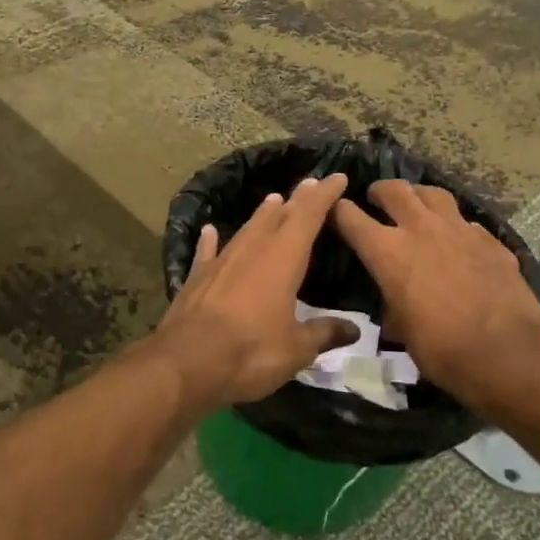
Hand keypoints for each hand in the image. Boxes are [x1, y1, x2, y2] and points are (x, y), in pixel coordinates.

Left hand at [145, 173, 359, 414]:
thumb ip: (323, 333)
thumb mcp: (296, 350)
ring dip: (261, 215)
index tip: (336, 177)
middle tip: (309, 183)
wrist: (186, 362)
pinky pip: (207, 252)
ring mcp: (221, 262)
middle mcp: (252, 251)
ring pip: (247, 230)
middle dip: (297, 200)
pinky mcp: (197, 278)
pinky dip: (211, 240)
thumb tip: (353, 328)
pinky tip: (210, 230)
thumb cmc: (250, 353)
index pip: (308, 218)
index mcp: (282, 260)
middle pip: (278, 217)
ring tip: (273, 199)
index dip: (324, 196)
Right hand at [333, 180, 539, 409]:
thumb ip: (392, 303)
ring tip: (415, 204)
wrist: (506, 353)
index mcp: (388, 251)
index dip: (338, 211)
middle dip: (380, 191)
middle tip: (376, 197)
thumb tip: (396, 304)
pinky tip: (457, 239)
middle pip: (394, 189)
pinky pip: (466, 222)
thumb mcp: (401, 329)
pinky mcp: (490, 240)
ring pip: (433, 194)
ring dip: (418, 196)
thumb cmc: (441, 348)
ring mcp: (459, 230)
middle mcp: (420, 229)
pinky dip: (455, 226)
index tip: (334, 211)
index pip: (350, 216)